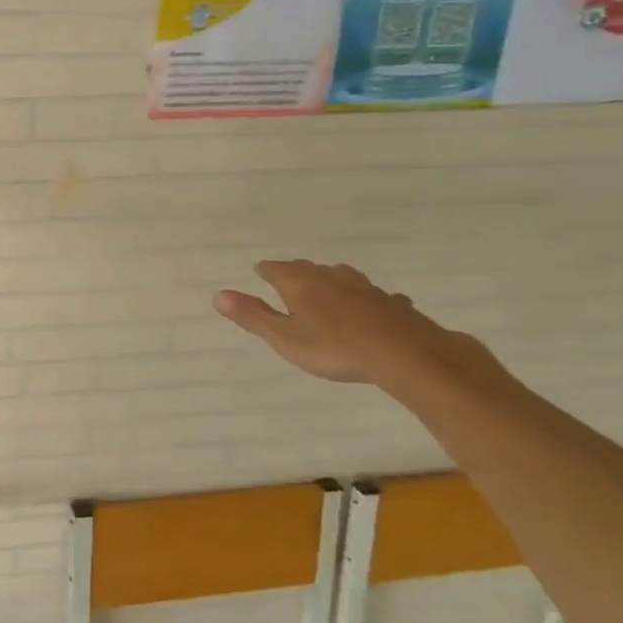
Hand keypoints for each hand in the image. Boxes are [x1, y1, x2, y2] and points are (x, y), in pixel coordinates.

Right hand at [215, 259, 488, 387]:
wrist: (403, 353)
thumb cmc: (333, 348)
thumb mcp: (284, 338)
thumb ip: (254, 316)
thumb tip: (219, 295)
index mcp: (300, 283)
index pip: (275, 270)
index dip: (266, 271)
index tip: (260, 271)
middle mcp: (330, 277)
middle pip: (308, 269)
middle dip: (297, 272)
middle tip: (288, 277)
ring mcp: (364, 288)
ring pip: (342, 277)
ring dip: (331, 280)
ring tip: (326, 286)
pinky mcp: (392, 303)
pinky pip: (374, 296)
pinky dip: (365, 299)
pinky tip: (372, 307)